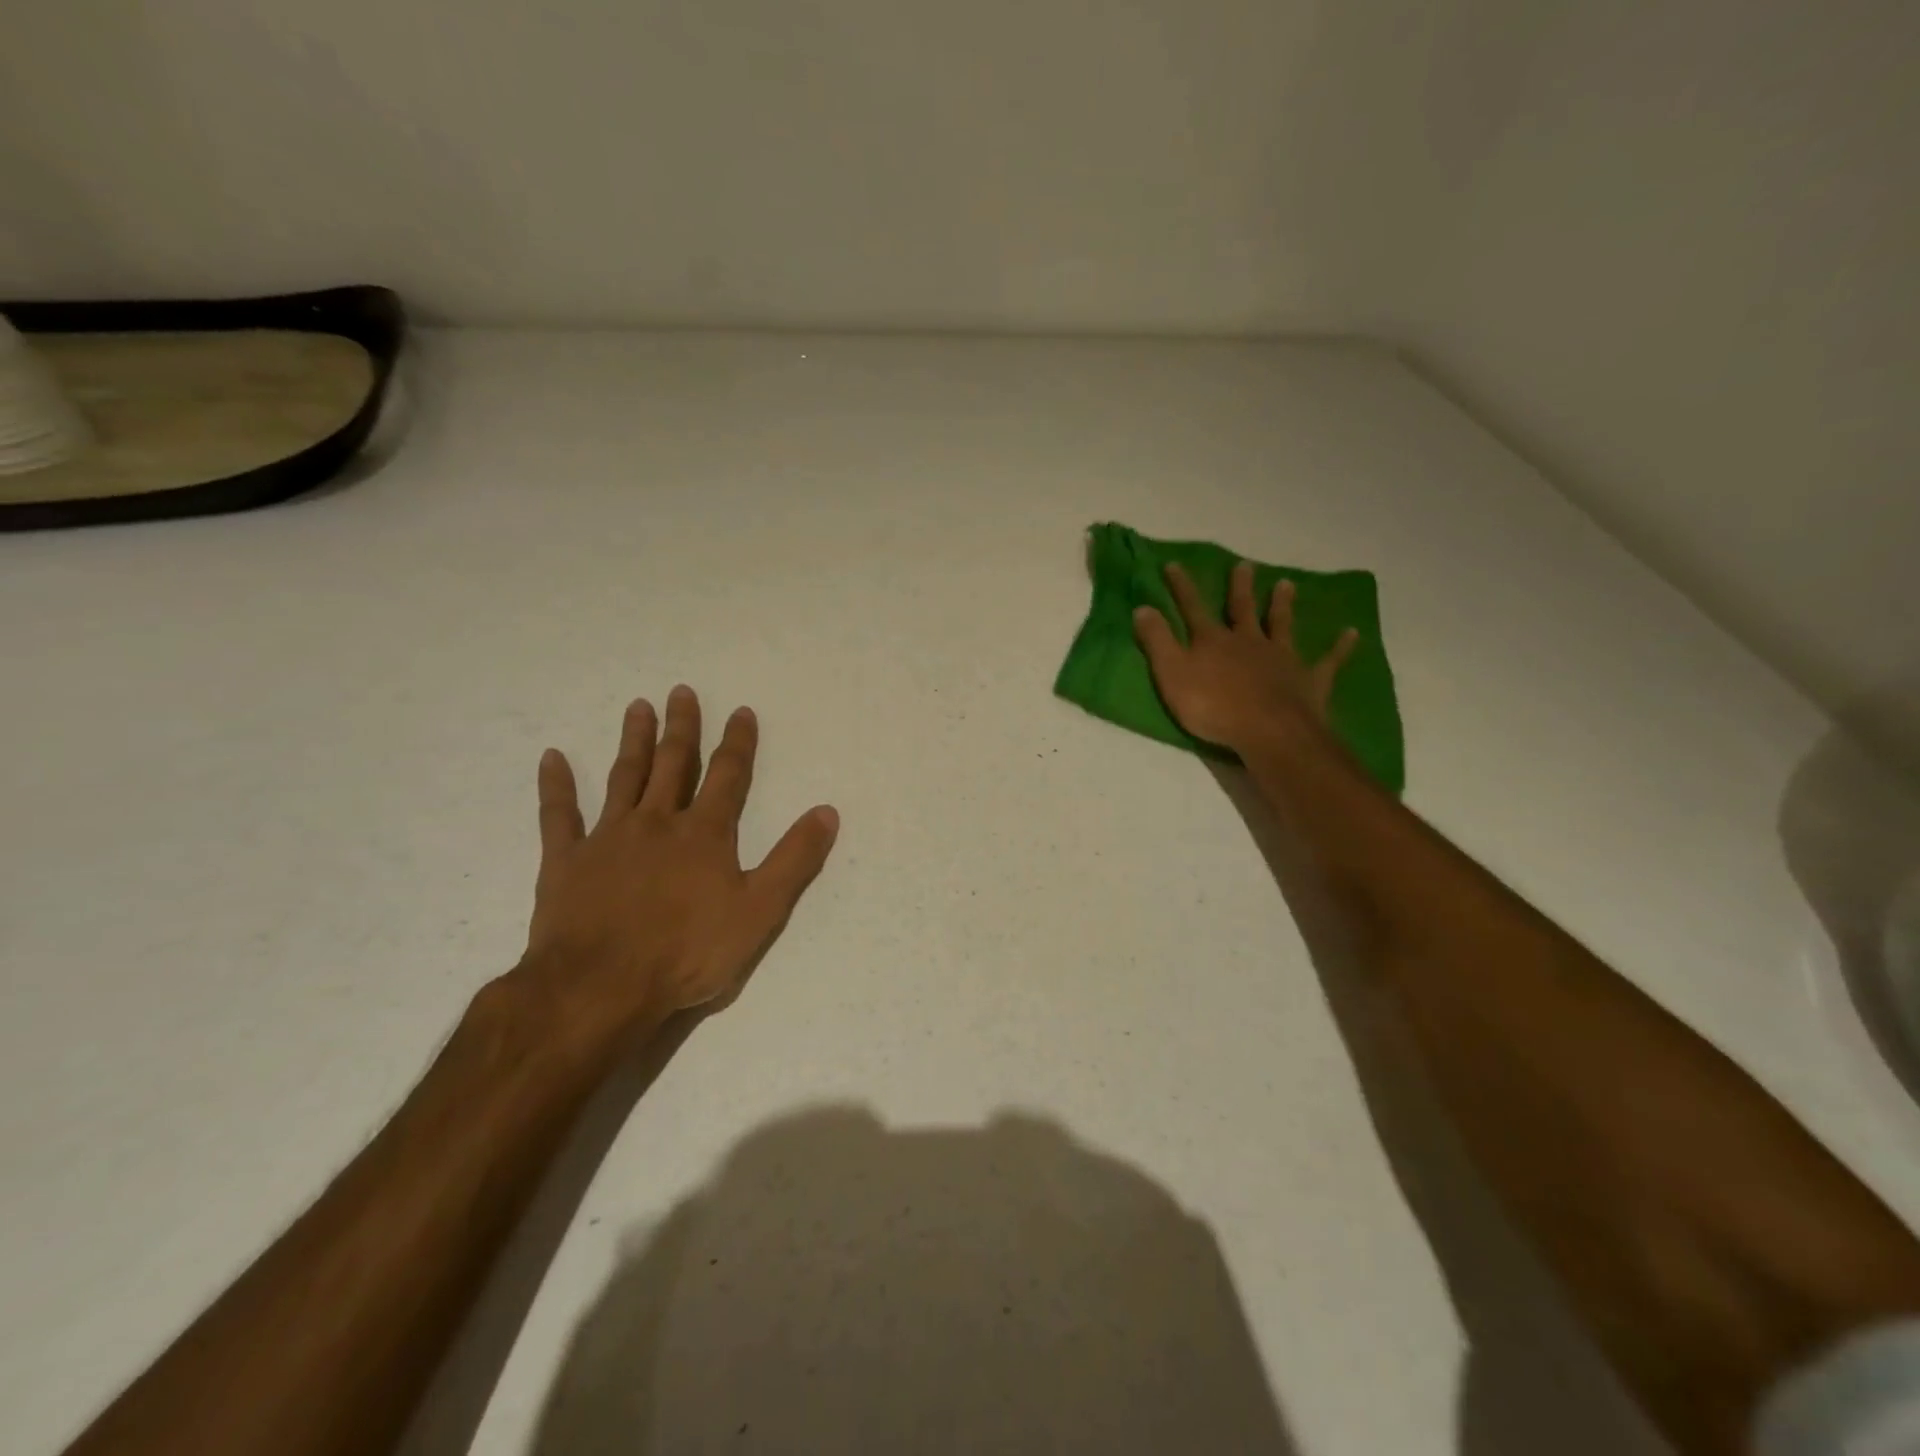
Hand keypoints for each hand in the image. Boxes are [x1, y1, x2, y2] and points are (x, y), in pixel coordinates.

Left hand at [518, 685, 838, 1044]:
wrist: (600, 987)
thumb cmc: (687, 952)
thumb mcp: (760, 911)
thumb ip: (794, 859)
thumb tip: (827, 811)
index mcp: (704, 833)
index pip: (728, 776)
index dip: (737, 742)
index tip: (741, 711)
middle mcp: (657, 822)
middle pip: (673, 764)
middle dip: (681, 727)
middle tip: (680, 691)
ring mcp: (608, 837)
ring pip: (624, 777)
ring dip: (633, 741)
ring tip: (637, 707)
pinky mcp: (566, 860)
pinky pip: (558, 815)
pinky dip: (556, 785)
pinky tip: (553, 758)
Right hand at [1134, 560, 1358, 753]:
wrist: (1268, 731)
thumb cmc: (1212, 706)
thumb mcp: (1172, 674)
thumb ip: (1157, 641)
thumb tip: (1142, 607)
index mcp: (1213, 641)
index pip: (1192, 608)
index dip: (1182, 587)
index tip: (1174, 564)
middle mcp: (1248, 641)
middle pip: (1243, 609)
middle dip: (1240, 587)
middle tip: (1245, 565)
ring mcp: (1281, 658)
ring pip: (1282, 624)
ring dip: (1283, 604)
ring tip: (1287, 583)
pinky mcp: (1309, 679)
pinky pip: (1328, 660)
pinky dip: (1339, 647)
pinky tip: (1351, 633)